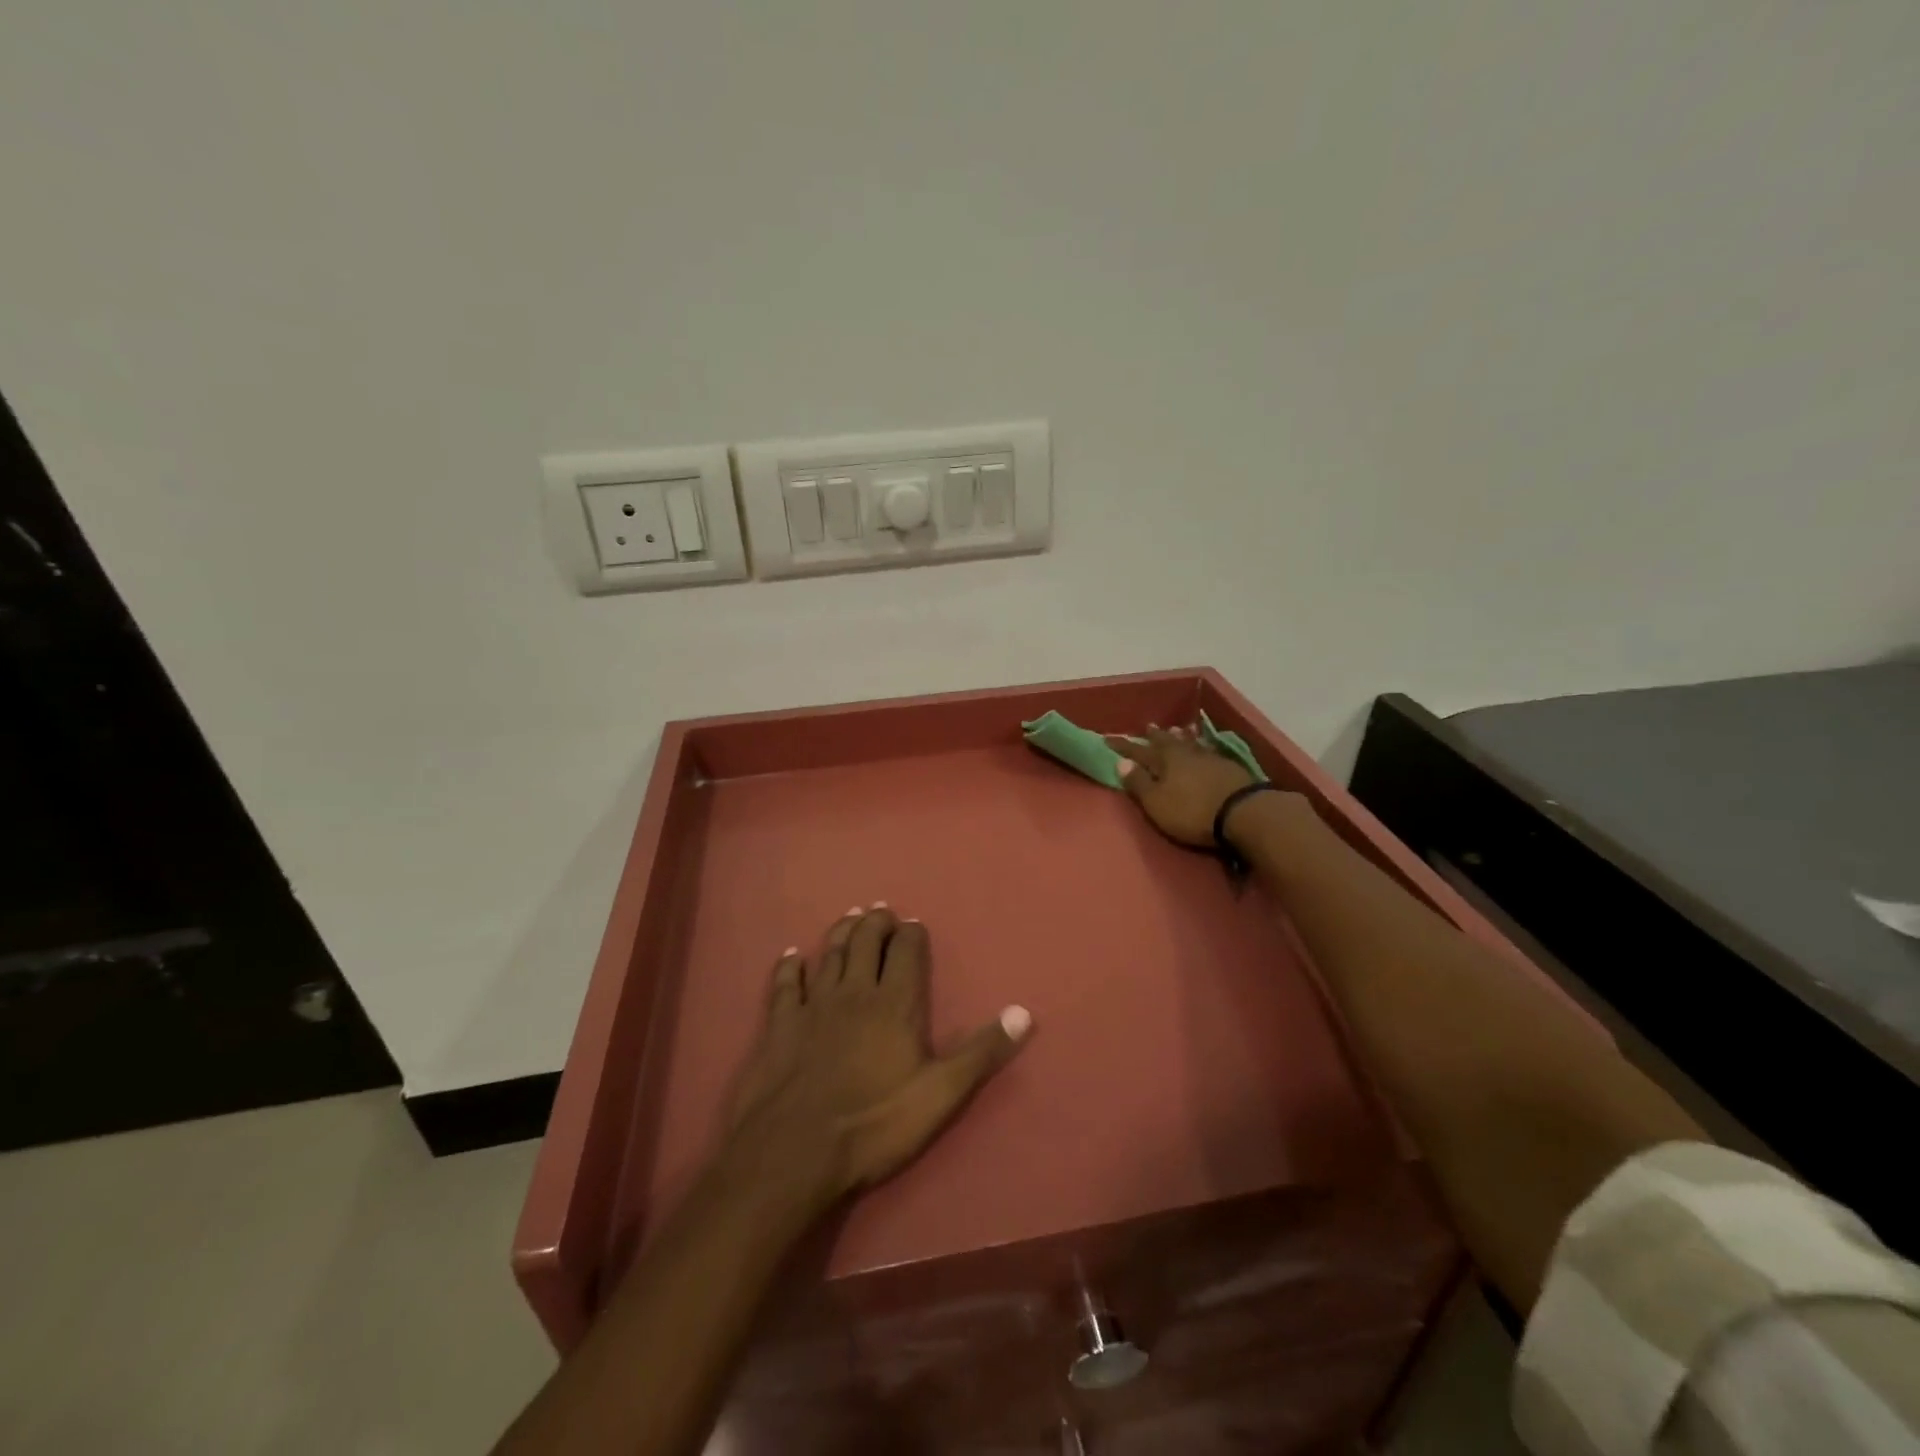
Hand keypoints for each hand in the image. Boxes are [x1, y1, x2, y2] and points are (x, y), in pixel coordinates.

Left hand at [725, 906, 1031, 1205]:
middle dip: (877, 922)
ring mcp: (813, 1005)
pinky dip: (789, 965)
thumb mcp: (941, 1095)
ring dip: (842, 932)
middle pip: (867, 942)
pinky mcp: (779, 1024)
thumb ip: (981, 1052)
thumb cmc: (874, 1125)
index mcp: (895, 1004)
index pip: (907, 952)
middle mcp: (854, 992)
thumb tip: (1023, 1013)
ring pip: (830, 954)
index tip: (915, 924)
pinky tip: (792, 954)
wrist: (794, 1152)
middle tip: (881, 910)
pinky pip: (785, 983)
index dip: (912, 934)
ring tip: (851, 916)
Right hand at [1108, 724, 1259, 847]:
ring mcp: (1210, 758)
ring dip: (1179, 737)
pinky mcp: (1229, 767)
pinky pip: (1208, 750)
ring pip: (1189, 743)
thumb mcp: (1157, 802)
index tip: (1107, 739)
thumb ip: (1139, 783)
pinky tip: (1203, 747)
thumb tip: (1120, 762)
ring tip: (1175, 730)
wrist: (1244, 813)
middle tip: (1147, 726)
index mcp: (1164, 760)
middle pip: (1166, 742)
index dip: (1123, 746)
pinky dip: (1201, 746)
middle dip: (1154, 736)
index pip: (1138, 751)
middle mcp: (1185, 753)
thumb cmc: (1192, 811)